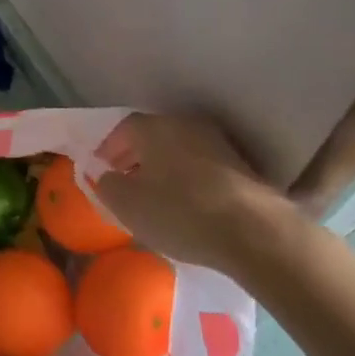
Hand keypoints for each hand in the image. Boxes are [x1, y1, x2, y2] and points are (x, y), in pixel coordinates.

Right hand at [94, 114, 308, 288]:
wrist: (253, 231)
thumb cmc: (179, 212)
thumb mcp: (127, 205)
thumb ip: (107, 185)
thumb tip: (108, 177)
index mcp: (154, 127)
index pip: (123, 129)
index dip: (108, 149)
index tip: (101, 169)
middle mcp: (185, 124)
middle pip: (152, 136)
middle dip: (135, 156)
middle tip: (124, 180)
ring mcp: (217, 142)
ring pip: (178, 150)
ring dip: (163, 167)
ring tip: (154, 194)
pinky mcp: (241, 165)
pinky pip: (201, 165)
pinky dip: (187, 178)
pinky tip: (185, 203)